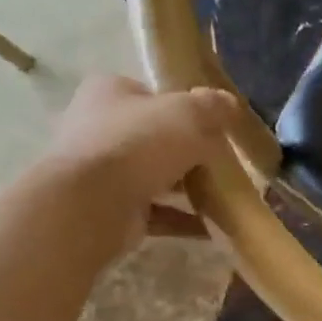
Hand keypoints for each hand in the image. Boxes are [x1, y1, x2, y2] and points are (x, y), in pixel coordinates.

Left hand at [44, 75, 238, 242]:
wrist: (92, 204)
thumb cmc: (138, 144)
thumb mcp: (188, 113)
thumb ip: (212, 106)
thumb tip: (229, 103)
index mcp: (109, 93)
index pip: (150, 95)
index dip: (182, 108)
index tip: (211, 127)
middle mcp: (98, 128)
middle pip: (153, 137)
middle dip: (187, 152)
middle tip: (220, 163)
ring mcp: (101, 171)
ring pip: (154, 176)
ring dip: (186, 188)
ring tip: (223, 198)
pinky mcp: (110, 208)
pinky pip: (155, 212)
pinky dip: (182, 219)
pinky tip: (212, 227)